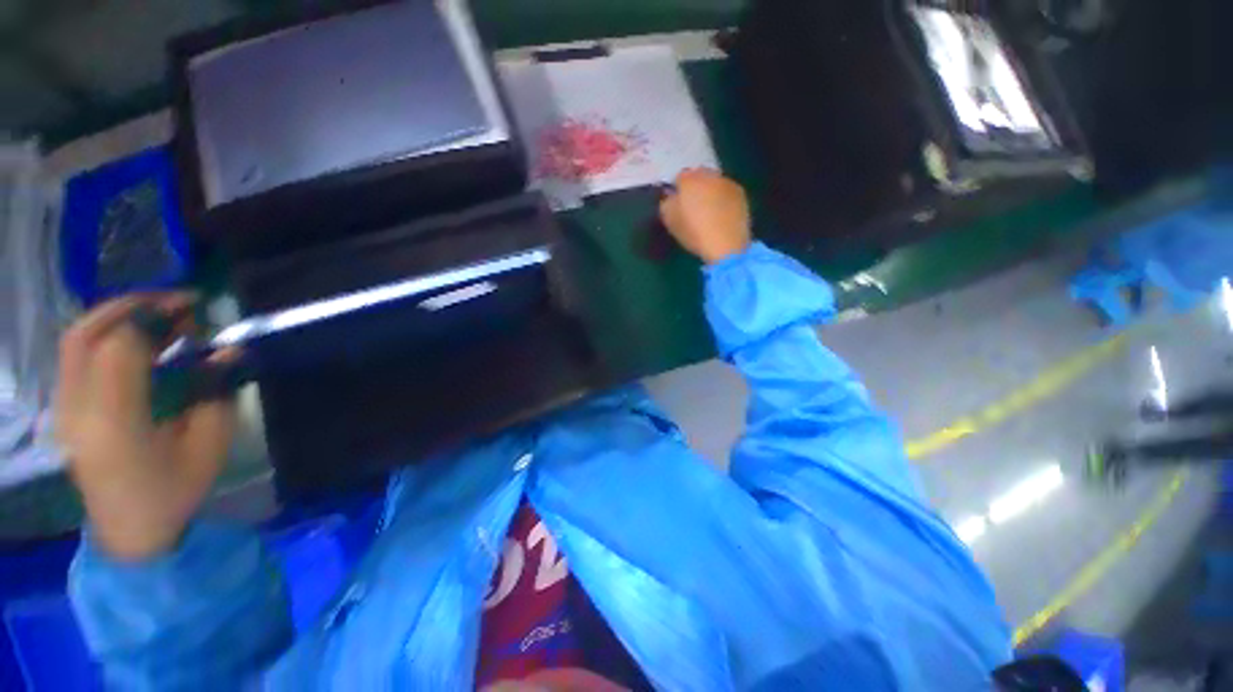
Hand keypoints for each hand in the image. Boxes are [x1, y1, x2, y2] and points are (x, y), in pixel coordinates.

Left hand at [56, 294, 236, 560]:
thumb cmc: (174, 490)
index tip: (193, 306)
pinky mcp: (65, 408)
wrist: (129, 530)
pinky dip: (106, 335)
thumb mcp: (209, 445)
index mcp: (114, 423)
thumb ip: (217, 393)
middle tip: (174, 302)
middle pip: (86, 334)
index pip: (120, 349)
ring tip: (160, 316)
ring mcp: (64, 408)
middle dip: (130, 307)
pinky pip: (78, 355)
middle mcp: (77, 409)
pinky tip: (138, 341)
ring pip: (76, 340)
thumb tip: (228, 351)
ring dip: (117, 317)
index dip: (154, 318)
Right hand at [658, 169, 751, 264]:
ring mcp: (727, 182)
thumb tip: (670, 197)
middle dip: (695, 188)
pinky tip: (721, 215)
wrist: (726, 244)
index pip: (679, 178)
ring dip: (710, 192)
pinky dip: (723, 199)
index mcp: (689, 179)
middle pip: (698, 176)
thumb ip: (666, 203)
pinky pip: (726, 192)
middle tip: (693, 207)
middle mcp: (709, 175)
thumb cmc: (694, 232)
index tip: (677, 205)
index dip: (677, 191)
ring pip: (714, 183)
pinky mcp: (741, 194)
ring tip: (709, 212)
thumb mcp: (669, 220)